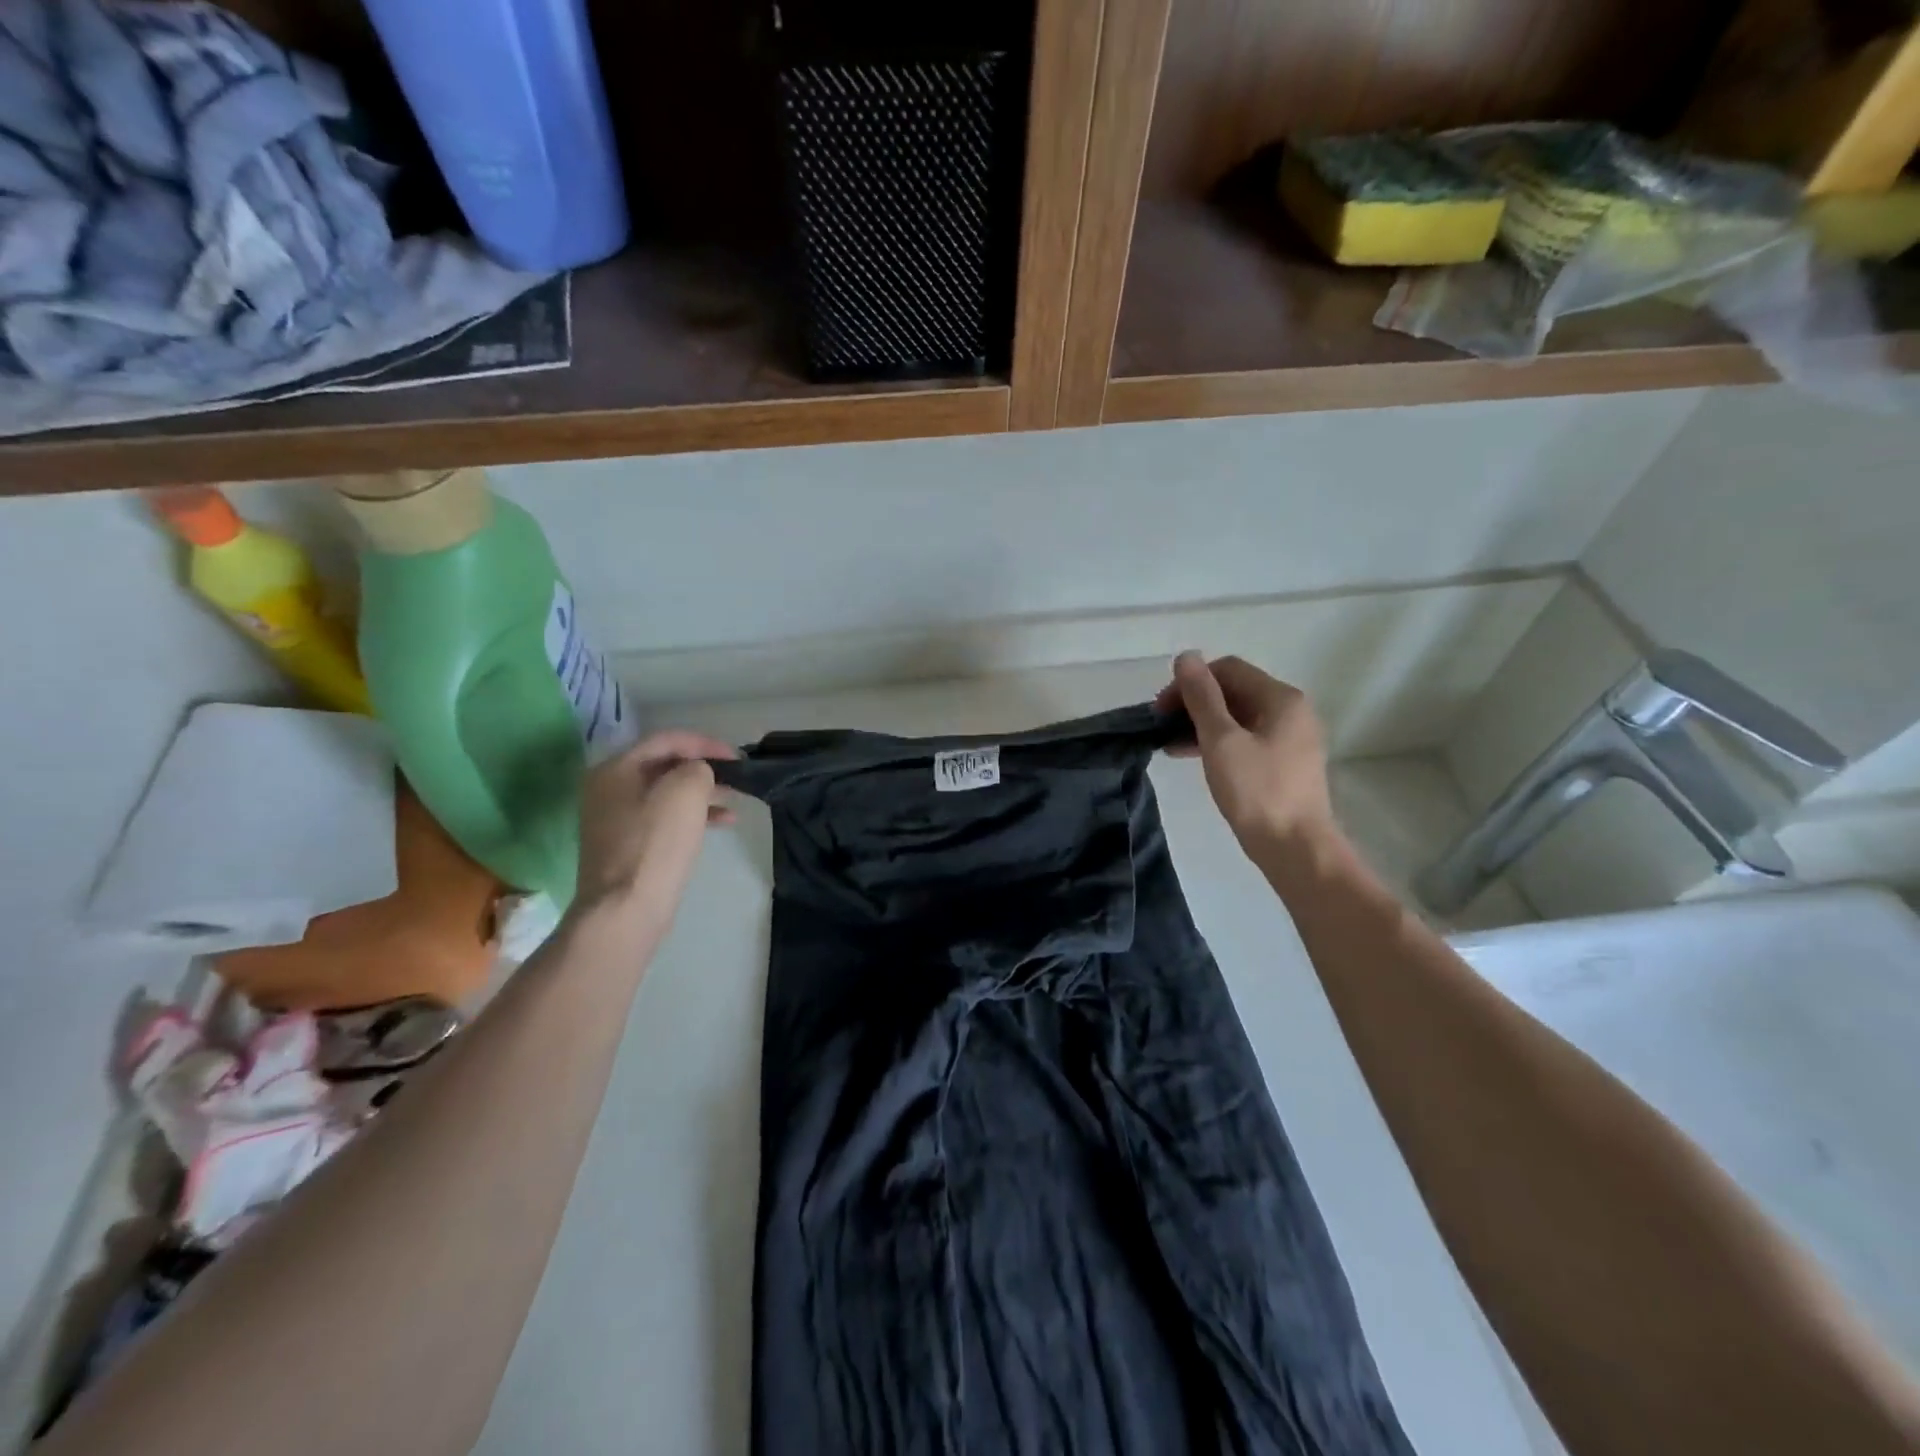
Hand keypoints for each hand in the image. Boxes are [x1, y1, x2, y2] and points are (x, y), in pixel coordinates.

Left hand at [573, 731, 737, 932]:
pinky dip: (692, 816)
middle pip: (664, 765)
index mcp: (615, 769)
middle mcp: (609, 789)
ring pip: (667, 793)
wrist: (625, 909)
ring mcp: (616, 819)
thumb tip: (698, 774)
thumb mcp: (686, 792)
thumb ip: (698, 768)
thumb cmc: (655, 843)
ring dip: (702, 793)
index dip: (704, 743)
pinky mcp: (628, 845)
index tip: (736, 756)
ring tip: (734, 799)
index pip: (666, 740)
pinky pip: (664, 818)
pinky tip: (722, 823)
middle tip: (736, 776)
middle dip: (704, 768)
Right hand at [1157, 652, 1337, 856]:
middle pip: (1234, 691)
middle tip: (1160, 726)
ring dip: (1201, 724)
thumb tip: (1186, 657)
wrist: (1296, 848)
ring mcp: (1290, 738)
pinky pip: (1245, 739)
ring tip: (1168, 744)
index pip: (1228, 669)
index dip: (1190, 682)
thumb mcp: (1221, 740)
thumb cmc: (1257, 791)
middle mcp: (1291, 711)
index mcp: (1281, 698)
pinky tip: (1191, 757)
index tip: (1161, 708)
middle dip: (1194, 703)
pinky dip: (1217, 742)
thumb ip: (1202, 697)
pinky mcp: (1283, 763)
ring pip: (1237, 717)